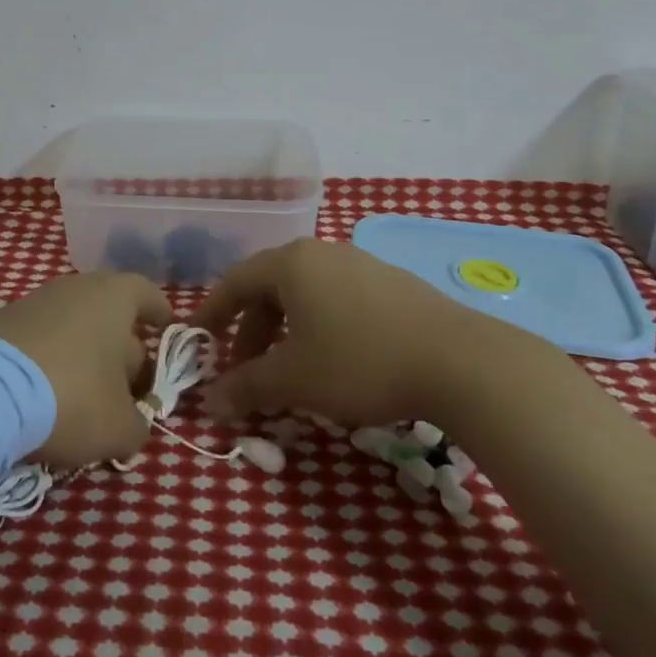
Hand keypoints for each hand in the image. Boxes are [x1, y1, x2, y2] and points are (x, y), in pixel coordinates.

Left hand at [0, 271, 171, 466]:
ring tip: (86, 401)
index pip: (147, 294)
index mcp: (115, 297)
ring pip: (74, 328)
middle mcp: (77, 288)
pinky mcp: (2, 322)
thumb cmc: (72, 396)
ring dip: (85, 358)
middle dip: (124, 351)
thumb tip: (133, 425)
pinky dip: (51, 362)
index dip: (160, 314)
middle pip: (111, 315)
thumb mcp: (119, 427)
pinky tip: (47, 397)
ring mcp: (35, 301)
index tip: (166, 329)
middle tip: (128, 391)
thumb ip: (138, 425)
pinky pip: (42, 339)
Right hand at [193, 239, 495, 425]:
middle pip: (271, 287)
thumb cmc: (359, 362)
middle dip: (252, 331)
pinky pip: (339, 300)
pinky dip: (321, 327)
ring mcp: (361, 264)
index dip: (212, 311)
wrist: (457, 360)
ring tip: (291, 371)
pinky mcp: (392, 284)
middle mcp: (322, 253)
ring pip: (307, 295)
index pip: (235, 281)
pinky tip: (336, 362)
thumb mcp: (294, 380)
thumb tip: (213, 403)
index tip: (197, 338)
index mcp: (291, 264)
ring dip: (287, 331)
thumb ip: (248, 387)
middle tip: (247, 371)